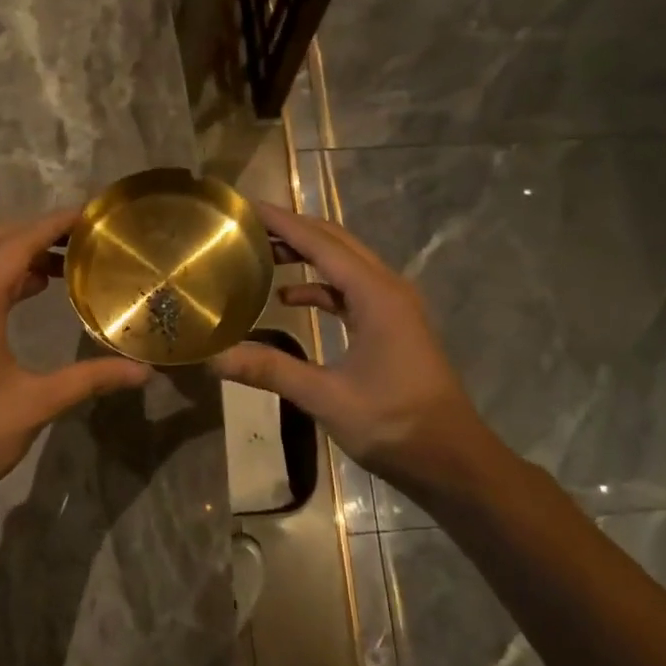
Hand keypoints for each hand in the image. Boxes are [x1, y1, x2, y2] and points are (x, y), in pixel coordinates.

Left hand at [0, 207, 151, 527]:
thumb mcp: (38, 403)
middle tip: (79, 238)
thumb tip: (144, 372)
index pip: (19, 243)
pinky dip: (1, 278)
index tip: (89, 213)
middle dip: (34, 231)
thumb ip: (91, 379)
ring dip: (16, 255)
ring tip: (63, 266)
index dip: (54, 223)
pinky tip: (28, 297)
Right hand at [210, 202, 488, 496]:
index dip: (283, 222)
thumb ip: (271, 370)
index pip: (321, 243)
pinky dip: (321, 286)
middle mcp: (387, 288)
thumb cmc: (393, 423)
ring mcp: (393, 306)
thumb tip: (214, 357)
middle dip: (293, 229)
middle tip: (248, 225)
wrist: (451, 459)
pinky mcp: (392, 325)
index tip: (246, 206)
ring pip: (345, 263)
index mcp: (375, 295)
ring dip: (307, 254)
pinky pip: (351, 290)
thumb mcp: (326, 397)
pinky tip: (290, 298)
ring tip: (263, 253)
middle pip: (336, 242)